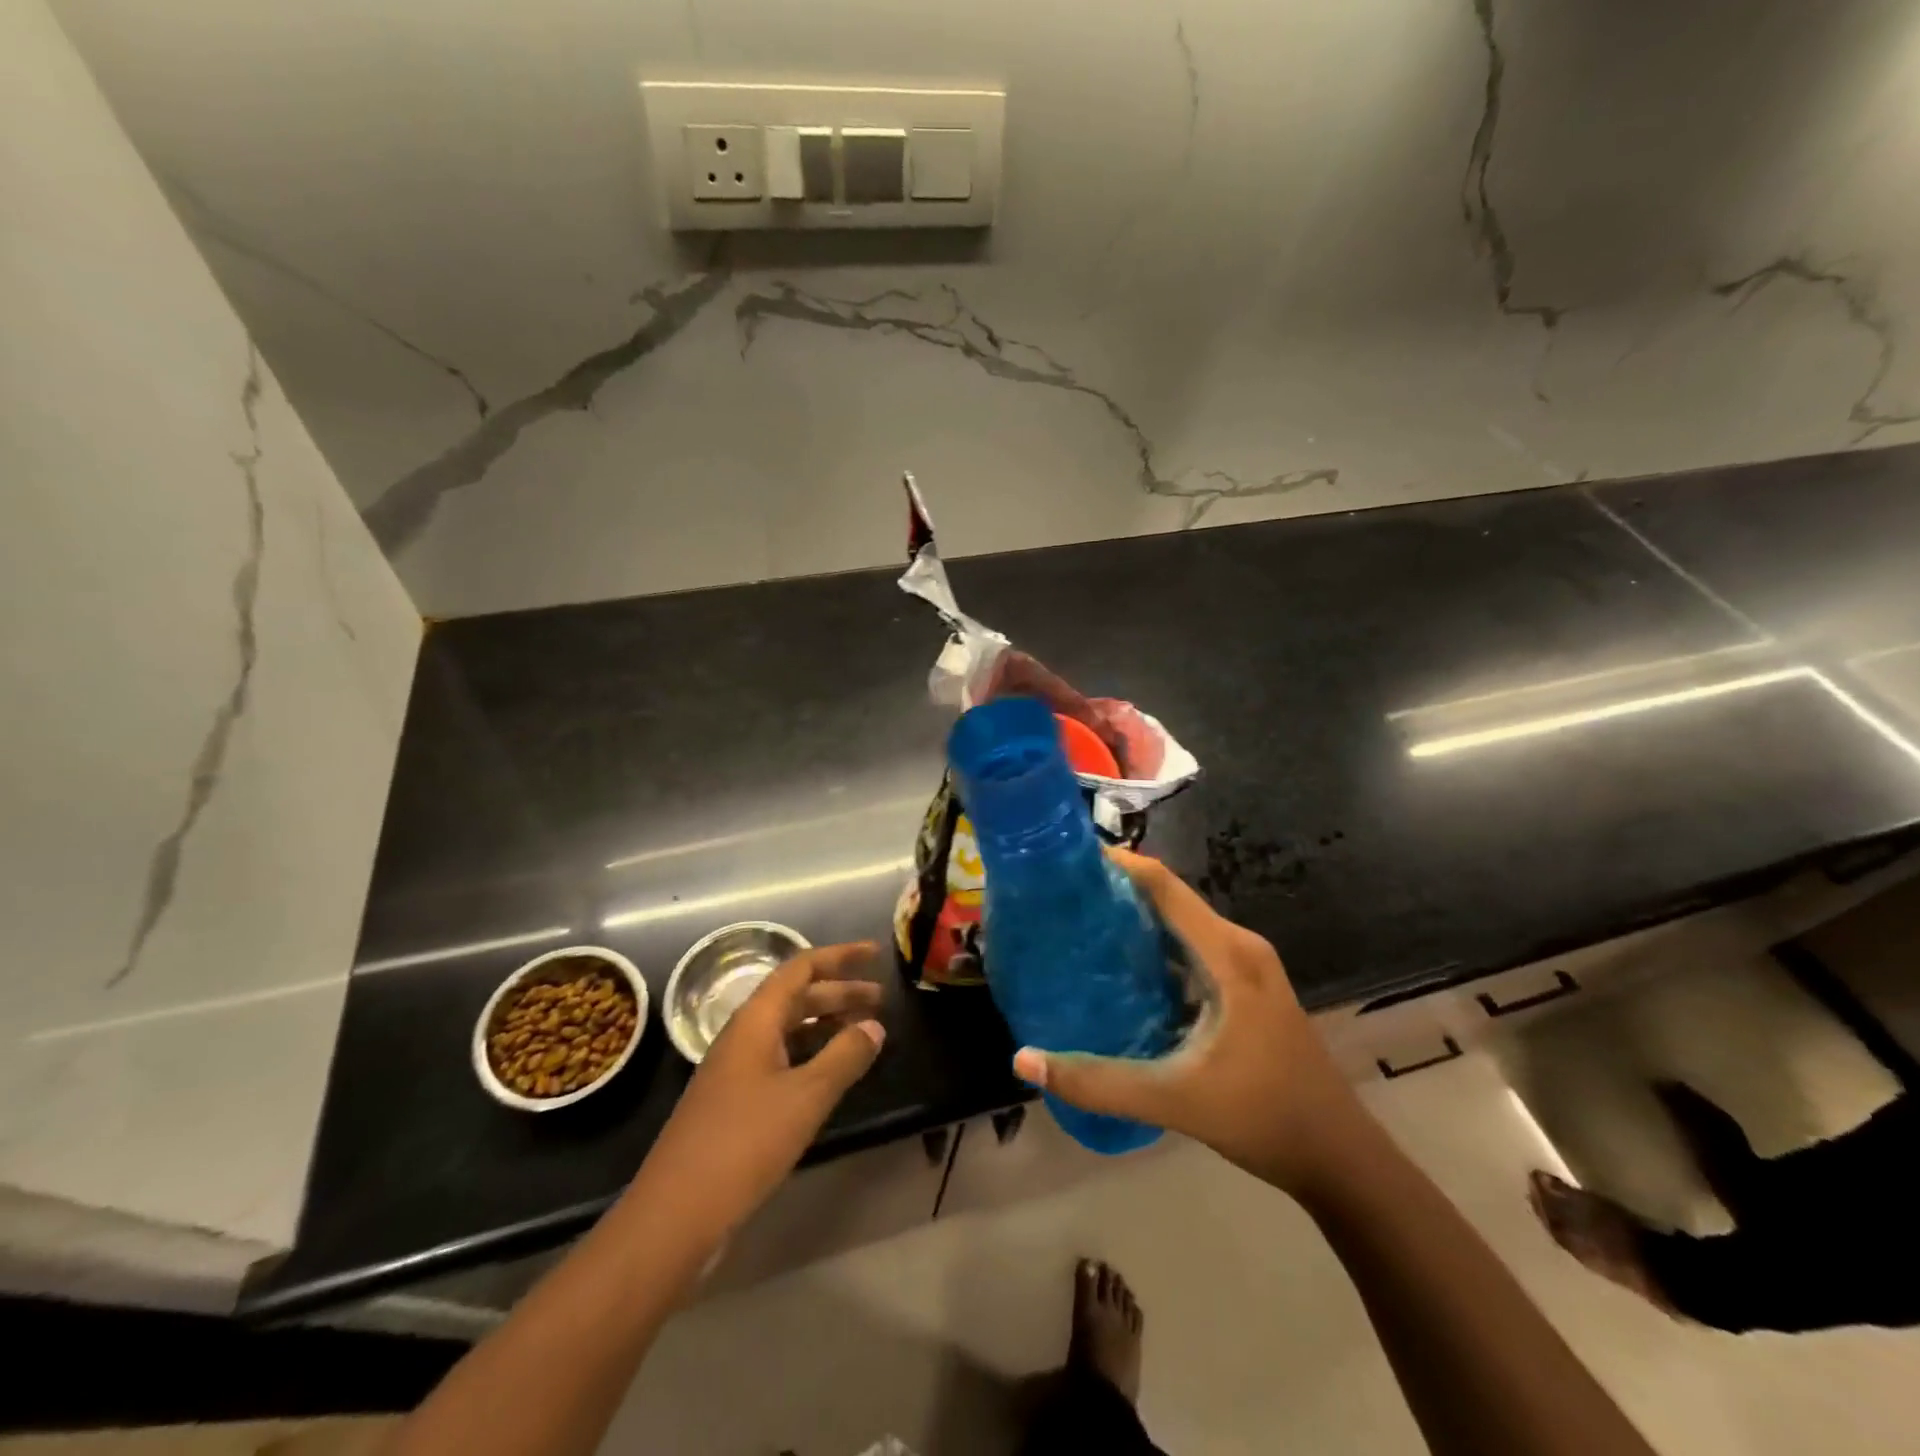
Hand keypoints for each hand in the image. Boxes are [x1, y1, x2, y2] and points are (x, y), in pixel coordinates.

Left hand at [631, 942, 885, 1245]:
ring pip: (788, 1030)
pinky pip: (782, 1060)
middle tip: (881, 998)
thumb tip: (875, 1026)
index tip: (875, 954)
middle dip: (839, 992)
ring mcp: (737, 1071)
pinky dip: (812, 1055)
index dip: (839, 957)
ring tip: (865, 1031)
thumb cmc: (742, 1144)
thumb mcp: (804, 1098)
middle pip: (796, 997)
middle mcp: (744, 1037)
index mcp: (755, 1021)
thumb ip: (844, 1057)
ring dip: (826, 1024)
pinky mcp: (736, 1103)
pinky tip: (832, 1073)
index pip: (800, 968)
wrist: (674, 1215)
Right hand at [1012, 850, 1362, 1196]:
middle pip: (1169, 901)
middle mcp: (1238, 947)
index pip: (1163, 885)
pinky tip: (1119, 974)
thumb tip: (1024, 1060)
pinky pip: (1191, 953)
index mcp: (1228, 953)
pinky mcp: (1245, 991)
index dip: (1118, 864)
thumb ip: (1098, 1082)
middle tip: (1059, 900)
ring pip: (1180, 928)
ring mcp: (1246, 969)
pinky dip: (1154, 953)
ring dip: (1134, 924)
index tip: (1067, 859)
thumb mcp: (1175, 1099)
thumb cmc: (1264, 1116)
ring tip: (1077, 929)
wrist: (1340, 1160)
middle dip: (1115, 893)